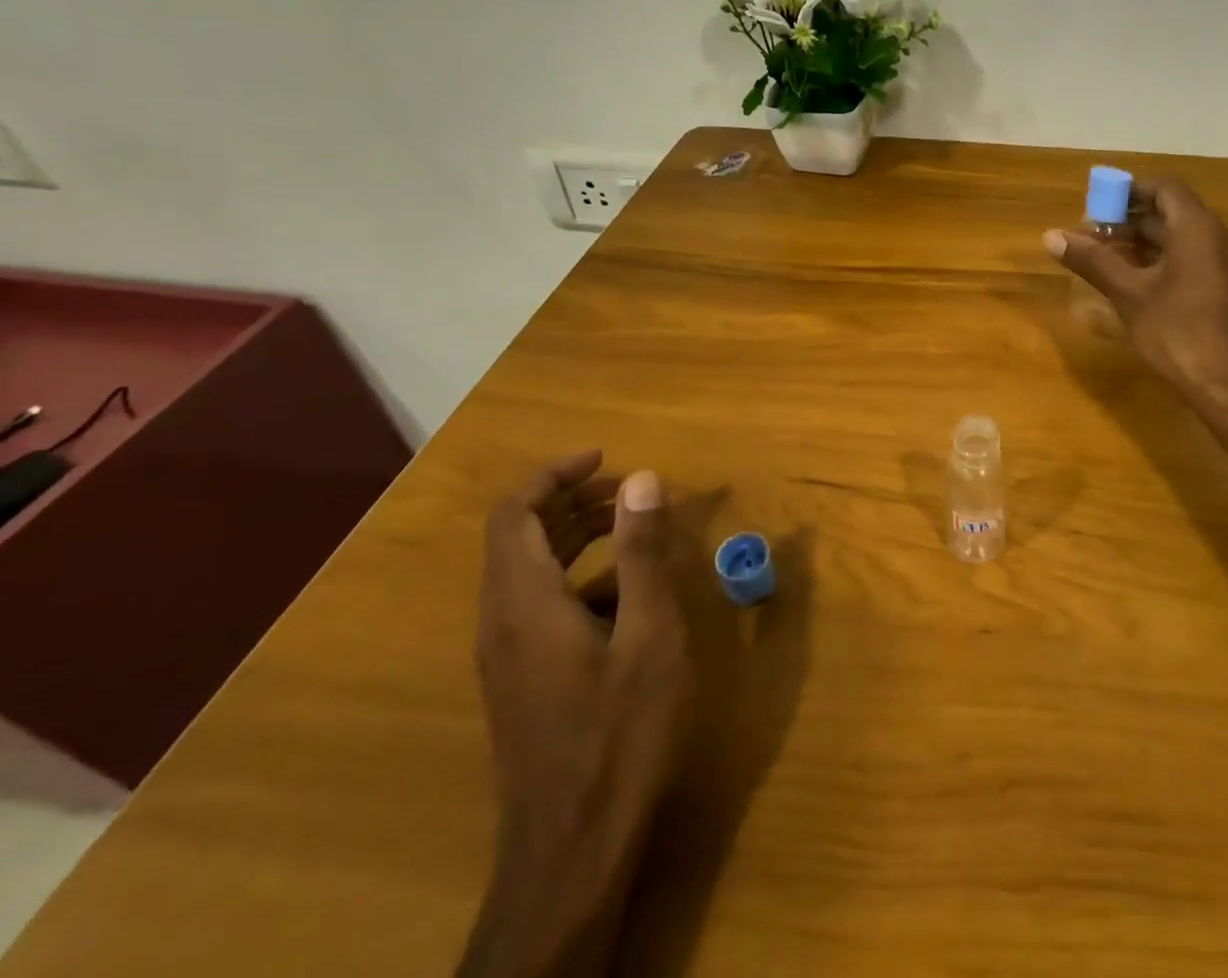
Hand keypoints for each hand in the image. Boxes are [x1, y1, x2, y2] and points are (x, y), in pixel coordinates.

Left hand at [461, 451, 690, 977]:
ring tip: (634, 528)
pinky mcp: (520, 680)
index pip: (513, 513)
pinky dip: (576, 576)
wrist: (573, 849)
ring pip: (528, 571)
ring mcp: (505, 656)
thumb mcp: (647, 633)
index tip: (604, 458)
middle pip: (519, 537)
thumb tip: (642, 478)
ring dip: (576, 536)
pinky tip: (627, 595)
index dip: (554, 474)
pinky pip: (537, 604)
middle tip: (631, 491)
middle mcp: (500, 622)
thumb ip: (641, 552)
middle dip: (573, 501)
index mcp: (523, 603)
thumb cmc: (620, 732)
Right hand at [1044, 180, 1227, 405]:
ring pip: (1175, 238)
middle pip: (1168, 212)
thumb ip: (1093, 260)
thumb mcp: (1128, 293)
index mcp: (1195, 229)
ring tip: (1100, 255)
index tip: (1097, 204)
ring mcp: (1218, 265)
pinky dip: (1154, 261)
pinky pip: (1184, 259)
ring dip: (1138, 241)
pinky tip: (1126, 280)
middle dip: (1128, 219)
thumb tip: (1051, 236)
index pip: (1164, 188)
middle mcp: (1213, 238)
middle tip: (1090, 233)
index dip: (1130, 190)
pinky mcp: (1217, 289)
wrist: (1226, 384)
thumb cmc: (1176, 331)